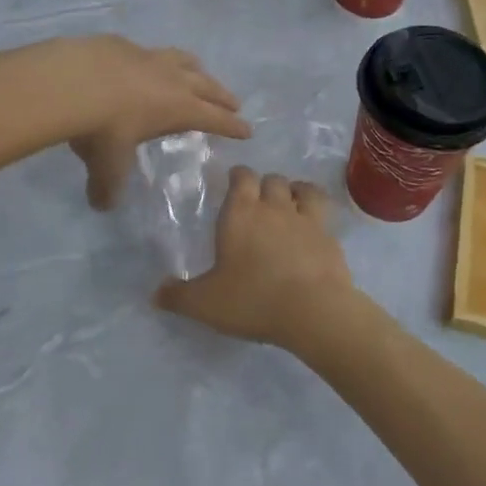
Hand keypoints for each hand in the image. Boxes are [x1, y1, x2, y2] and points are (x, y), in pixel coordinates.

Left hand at [55, 36, 251, 209]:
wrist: (70, 80)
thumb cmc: (101, 128)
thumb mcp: (106, 165)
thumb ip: (108, 187)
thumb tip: (101, 205)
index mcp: (179, 108)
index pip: (215, 119)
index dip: (232, 126)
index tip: (247, 130)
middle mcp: (171, 79)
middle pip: (207, 85)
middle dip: (222, 95)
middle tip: (234, 102)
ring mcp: (148, 57)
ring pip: (182, 60)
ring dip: (195, 68)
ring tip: (198, 71)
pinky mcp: (122, 44)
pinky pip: (147, 51)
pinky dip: (154, 59)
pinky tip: (143, 63)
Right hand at [155, 167, 364, 350]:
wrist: (314, 310)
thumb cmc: (253, 299)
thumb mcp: (205, 303)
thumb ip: (178, 296)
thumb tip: (156, 293)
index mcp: (240, 214)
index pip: (241, 177)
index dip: (238, 175)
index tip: (234, 180)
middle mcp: (274, 208)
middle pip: (272, 179)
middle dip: (265, 184)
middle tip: (258, 199)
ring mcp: (306, 220)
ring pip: (302, 189)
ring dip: (295, 190)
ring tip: (290, 202)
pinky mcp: (330, 237)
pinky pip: (324, 214)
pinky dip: (317, 214)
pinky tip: (313, 228)